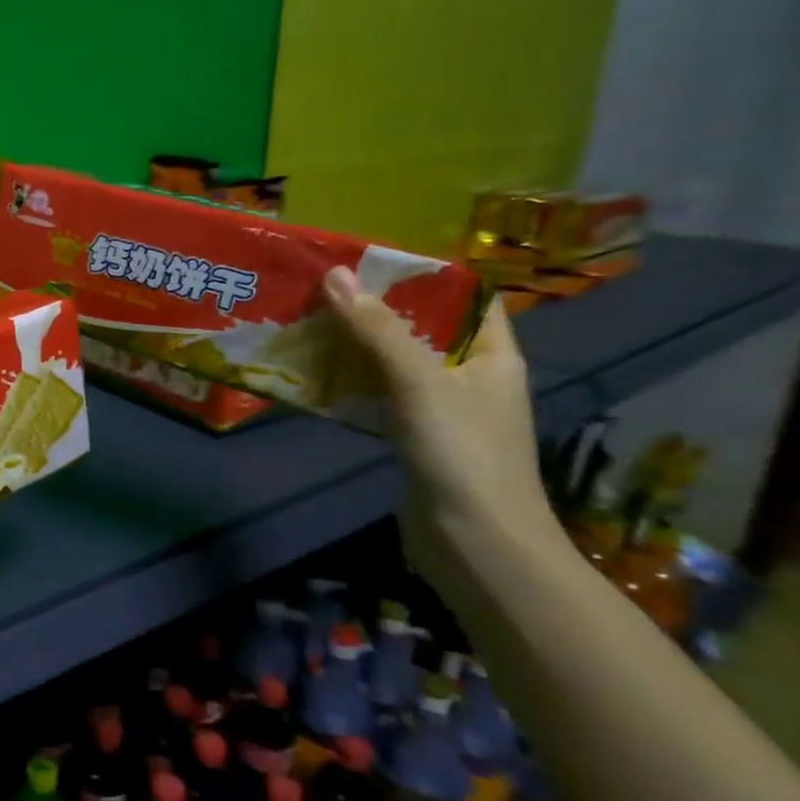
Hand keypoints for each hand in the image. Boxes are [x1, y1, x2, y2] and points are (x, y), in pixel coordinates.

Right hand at [322, 267, 558, 557]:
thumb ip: (377, 330)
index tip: (371, 257)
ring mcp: (441, 409)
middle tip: (322, 285)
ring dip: (356, 344)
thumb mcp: (418, 382)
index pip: (467, 297)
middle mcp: (469, 376)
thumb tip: (335, 274)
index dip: (426, 274)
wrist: (475, 544)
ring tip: (308, 319)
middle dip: (375, 307)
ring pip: (394, 362)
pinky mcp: (413, 436)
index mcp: (491, 355)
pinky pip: (378, 394)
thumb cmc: (462, 453)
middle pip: (421, 327)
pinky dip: (350, 381)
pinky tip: (314, 372)